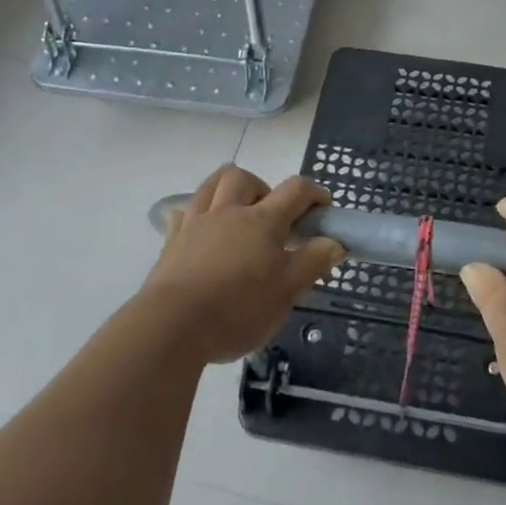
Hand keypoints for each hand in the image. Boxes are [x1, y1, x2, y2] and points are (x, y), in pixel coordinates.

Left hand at [140, 166, 344, 364]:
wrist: (172, 326)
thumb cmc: (238, 310)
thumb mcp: (286, 292)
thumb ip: (312, 263)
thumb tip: (334, 241)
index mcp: (262, 221)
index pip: (295, 190)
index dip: (314, 193)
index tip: (323, 209)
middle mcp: (228, 212)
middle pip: (245, 178)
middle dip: (263, 188)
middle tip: (271, 218)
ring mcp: (196, 223)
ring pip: (211, 185)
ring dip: (228, 190)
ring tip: (237, 215)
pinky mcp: (171, 241)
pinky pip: (184, 213)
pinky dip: (197, 214)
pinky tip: (202, 232)